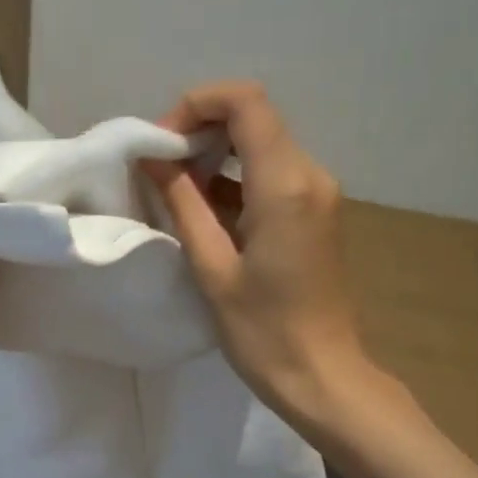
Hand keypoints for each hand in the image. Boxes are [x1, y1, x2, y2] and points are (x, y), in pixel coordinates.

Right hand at [146, 81, 399, 440]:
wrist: (323, 375)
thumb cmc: (263, 330)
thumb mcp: (212, 267)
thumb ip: (183, 203)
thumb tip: (154, 159)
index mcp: (284, 185)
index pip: (245, 102)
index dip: (196, 105)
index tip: (160, 144)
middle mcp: (309, 175)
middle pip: (253, 118)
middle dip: (200, 128)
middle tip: (159, 166)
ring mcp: (316, 193)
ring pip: (260, 144)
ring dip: (213, 155)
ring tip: (172, 188)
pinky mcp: (313, 212)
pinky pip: (269, 174)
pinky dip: (232, 178)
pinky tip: (202, 208)